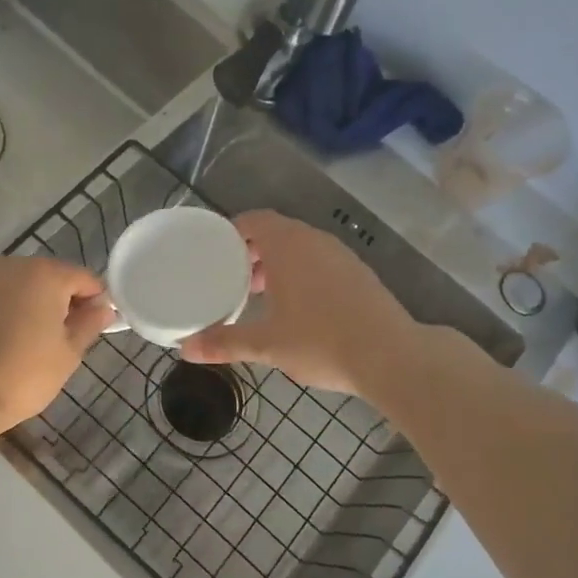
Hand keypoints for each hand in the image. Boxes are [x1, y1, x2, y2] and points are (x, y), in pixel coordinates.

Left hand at [0, 256, 114, 435]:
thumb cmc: (23, 375)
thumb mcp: (68, 353)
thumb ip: (89, 324)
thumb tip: (103, 308)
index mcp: (46, 274)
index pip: (84, 279)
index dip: (95, 302)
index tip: (94, 328)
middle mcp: (13, 265)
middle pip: (50, 276)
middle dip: (61, 301)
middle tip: (62, 338)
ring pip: (20, 284)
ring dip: (31, 303)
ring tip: (30, 340)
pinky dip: (5, 309)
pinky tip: (2, 338)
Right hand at [179, 210, 417, 395]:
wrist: (392, 356)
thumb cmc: (321, 342)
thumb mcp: (266, 344)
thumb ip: (224, 343)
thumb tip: (185, 350)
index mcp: (288, 245)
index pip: (254, 220)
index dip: (232, 231)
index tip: (215, 251)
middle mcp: (315, 241)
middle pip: (277, 232)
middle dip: (252, 251)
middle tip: (232, 277)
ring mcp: (342, 256)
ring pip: (301, 248)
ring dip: (278, 264)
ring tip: (260, 295)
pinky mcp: (360, 274)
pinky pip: (320, 262)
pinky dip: (302, 274)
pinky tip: (298, 308)